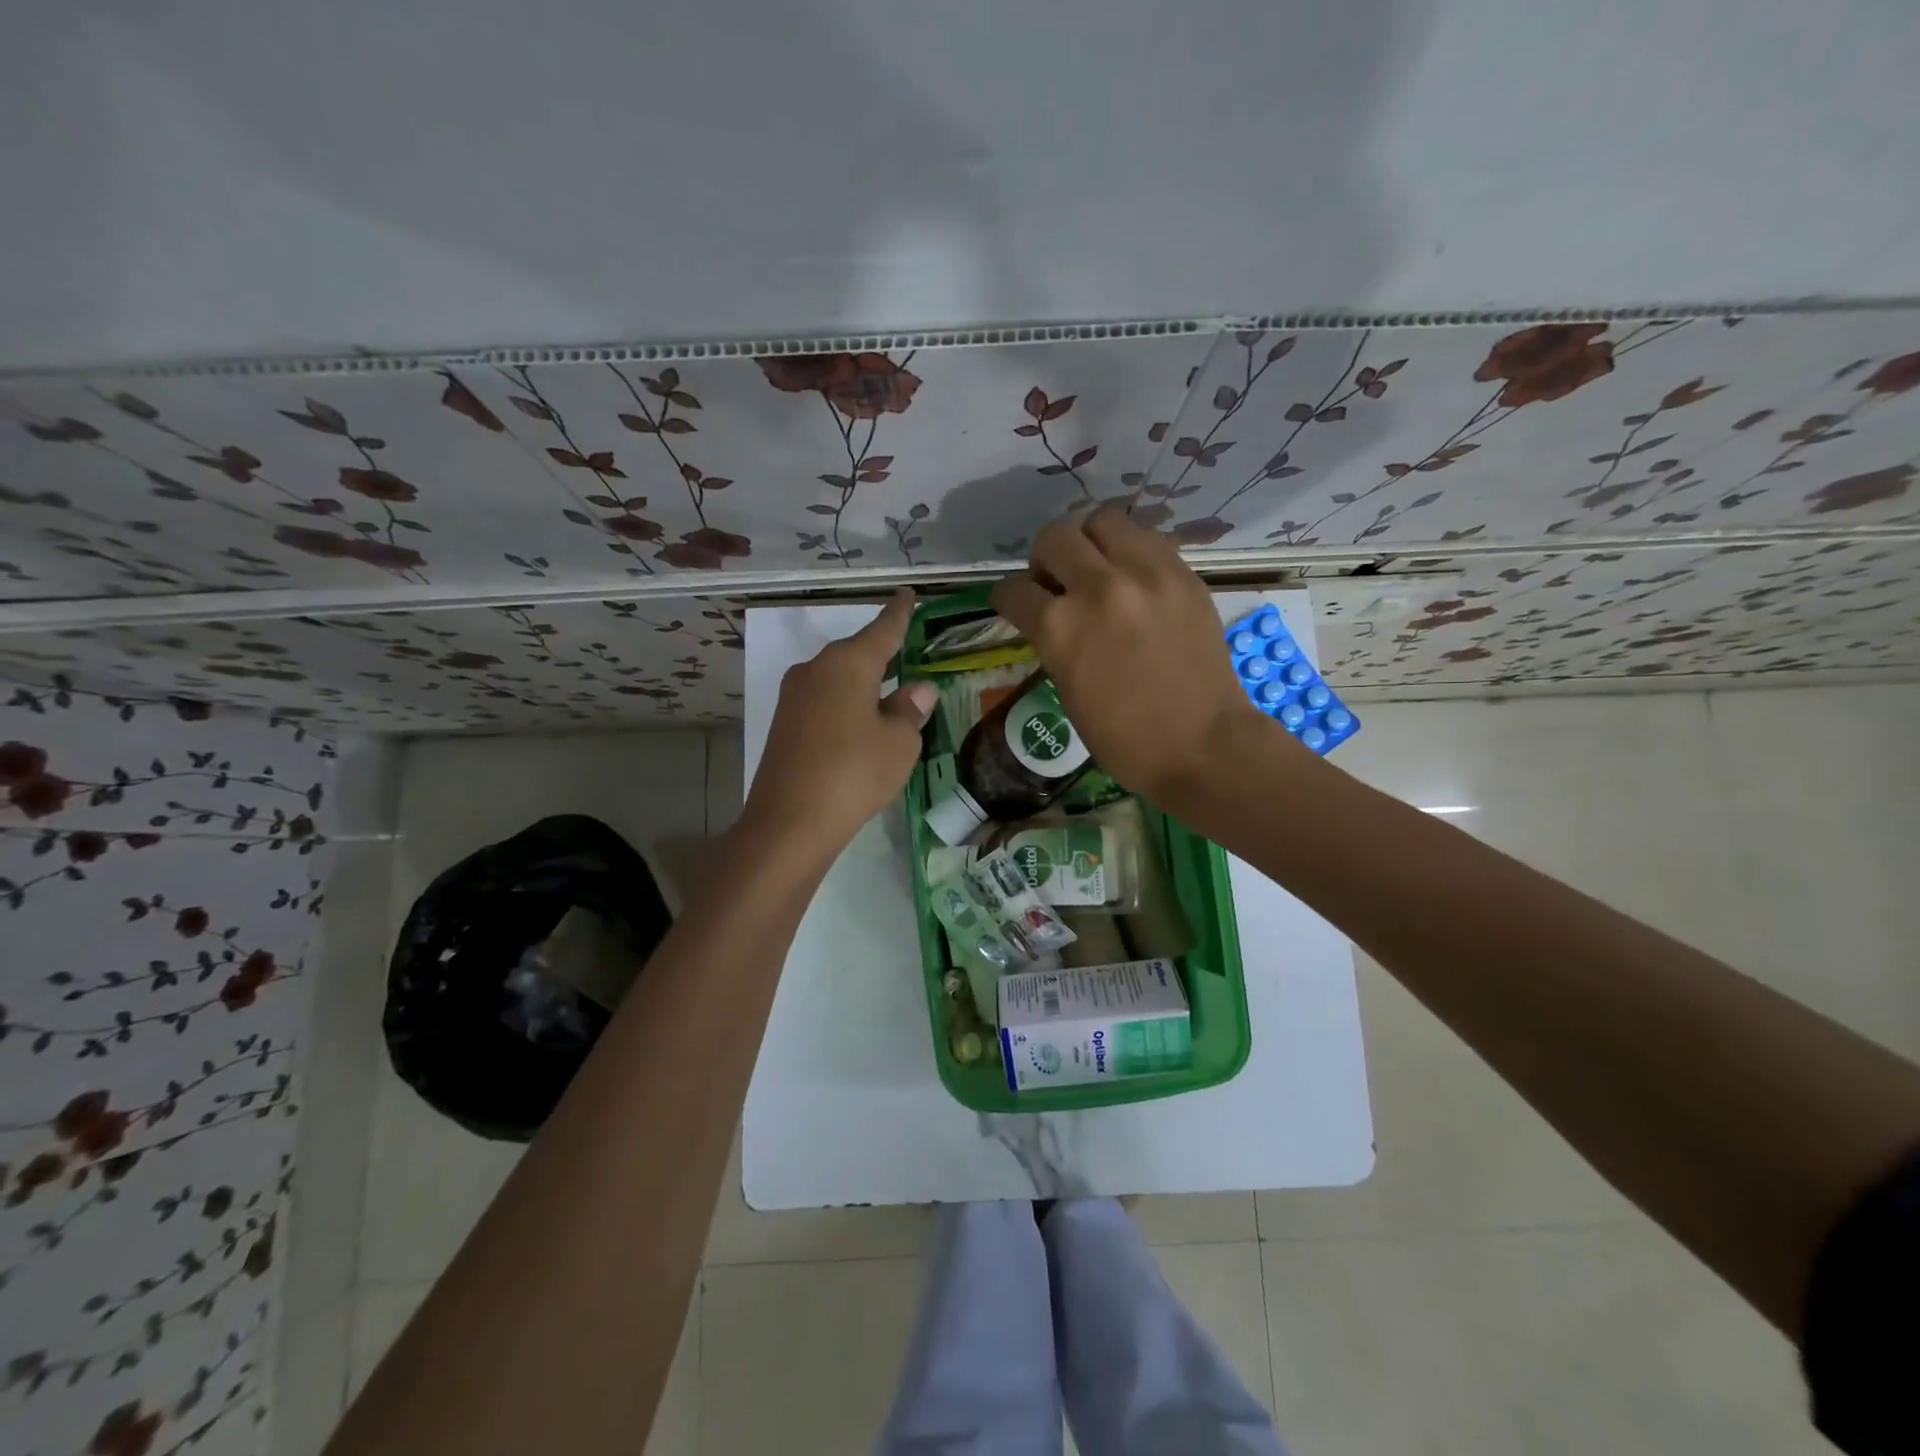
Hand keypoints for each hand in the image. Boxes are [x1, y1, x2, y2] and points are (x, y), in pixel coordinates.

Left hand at [741, 591, 937, 856]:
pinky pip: (824, 701)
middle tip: (906, 652)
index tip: (907, 593)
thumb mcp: (899, 742)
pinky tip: (859, 723)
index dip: (899, 613)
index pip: (883, 629)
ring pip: (838, 678)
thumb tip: (918, 689)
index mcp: (848, 663)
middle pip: (856, 653)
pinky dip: (845, 705)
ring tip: (888, 693)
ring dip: (863, 683)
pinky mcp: (784, 724)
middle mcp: (816, 669)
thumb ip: (910, 710)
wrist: (789, 822)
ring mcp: (794, 696)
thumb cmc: (855, 773)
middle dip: (881, 653)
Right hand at [991, 506, 1275, 808]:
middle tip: (1057, 583)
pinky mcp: (1183, 574)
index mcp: (1061, 628)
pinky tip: (1134, 579)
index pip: (1014, 590)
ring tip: (1097, 569)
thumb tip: (1049, 614)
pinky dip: (1130, 551)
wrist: (1203, 744)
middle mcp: (1099, 588)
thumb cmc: (1126, 739)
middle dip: (1044, 560)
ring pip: (1102, 521)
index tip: (1014, 603)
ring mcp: (1146, 575)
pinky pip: (1146, 538)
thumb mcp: (1068, 691)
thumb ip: (1054, 642)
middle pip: (1053, 538)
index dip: (1006, 597)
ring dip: (1089, 542)